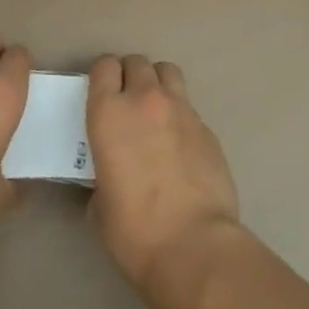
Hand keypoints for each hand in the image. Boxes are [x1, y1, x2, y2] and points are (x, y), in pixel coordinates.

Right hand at [86, 55, 240, 292]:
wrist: (194, 246)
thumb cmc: (135, 230)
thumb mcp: (100, 206)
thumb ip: (102, 178)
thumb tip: (108, 184)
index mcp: (109, 113)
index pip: (104, 66)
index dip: (103, 76)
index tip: (102, 94)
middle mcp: (145, 99)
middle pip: (137, 62)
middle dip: (130, 76)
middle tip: (128, 103)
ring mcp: (181, 109)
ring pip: (167, 71)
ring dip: (158, 83)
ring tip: (156, 111)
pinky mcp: (208, 127)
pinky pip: (189, 107)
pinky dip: (181, 116)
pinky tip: (180, 146)